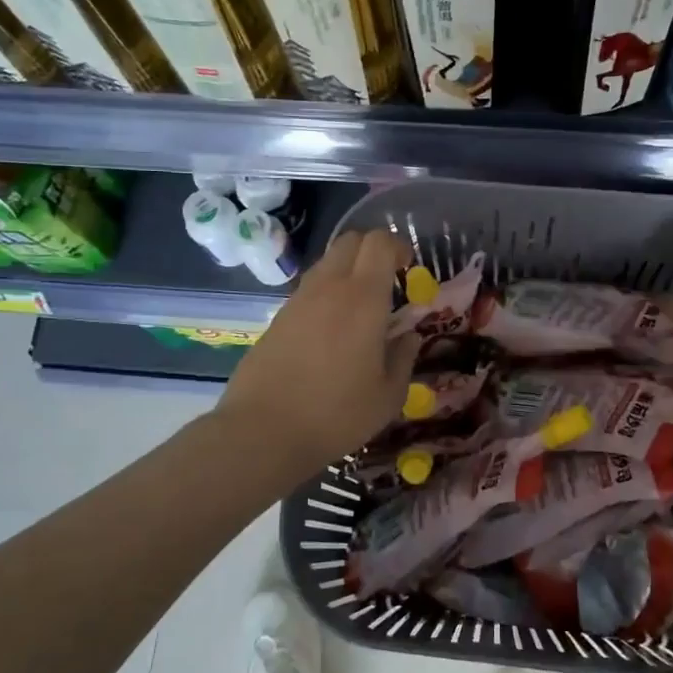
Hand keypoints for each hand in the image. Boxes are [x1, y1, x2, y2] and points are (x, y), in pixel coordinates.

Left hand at [216, 227, 422, 479]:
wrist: (263, 431)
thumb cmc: (336, 414)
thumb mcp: (388, 395)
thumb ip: (404, 358)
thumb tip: (409, 336)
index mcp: (363, 298)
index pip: (379, 242)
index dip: (397, 247)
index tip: (409, 270)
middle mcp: (329, 287)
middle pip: (350, 241)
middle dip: (373, 251)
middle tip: (387, 283)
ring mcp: (298, 300)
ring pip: (326, 263)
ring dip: (348, 273)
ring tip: (359, 311)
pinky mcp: (277, 317)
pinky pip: (309, 290)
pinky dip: (326, 295)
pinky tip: (331, 333)